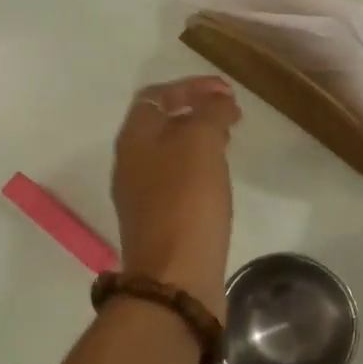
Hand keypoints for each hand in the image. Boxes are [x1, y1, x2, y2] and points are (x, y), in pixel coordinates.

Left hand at [112, 76, 241, 319]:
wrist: (174, 277)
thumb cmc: (186, 201)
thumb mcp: (201, 143)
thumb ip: (209, 113)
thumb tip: (218, 102)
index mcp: (134, 138)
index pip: (157, 95)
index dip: (191, 86)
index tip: (228, 91)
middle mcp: (131, 163)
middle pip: (161, 123)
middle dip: (196, 111)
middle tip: (231, 113)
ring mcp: (142, 195)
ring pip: (170, 152)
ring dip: (198, 139)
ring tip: (229, 140)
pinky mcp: (158, 222)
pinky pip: (177, 180)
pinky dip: (198, 168)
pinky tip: (219, 178)